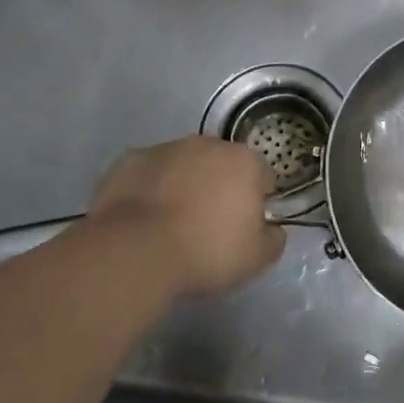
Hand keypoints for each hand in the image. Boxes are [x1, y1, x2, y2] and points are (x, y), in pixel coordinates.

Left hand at [83, 137, 283, 296]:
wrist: (136, 251)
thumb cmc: (206, 251)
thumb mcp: (257, 258)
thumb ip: (273, 238)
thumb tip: (272, 229)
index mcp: (244, 162)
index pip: (262, 176)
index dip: (256, 202)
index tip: (243, 228)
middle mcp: (208, 144)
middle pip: (221, 164)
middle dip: (218, 187)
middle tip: (206, 226)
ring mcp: (166, 148)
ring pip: (183, 165)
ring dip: (182, 185)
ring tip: (169, 225)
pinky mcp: (130, 160)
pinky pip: (148, 173)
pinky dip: (149, 189)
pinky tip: (141, 220)